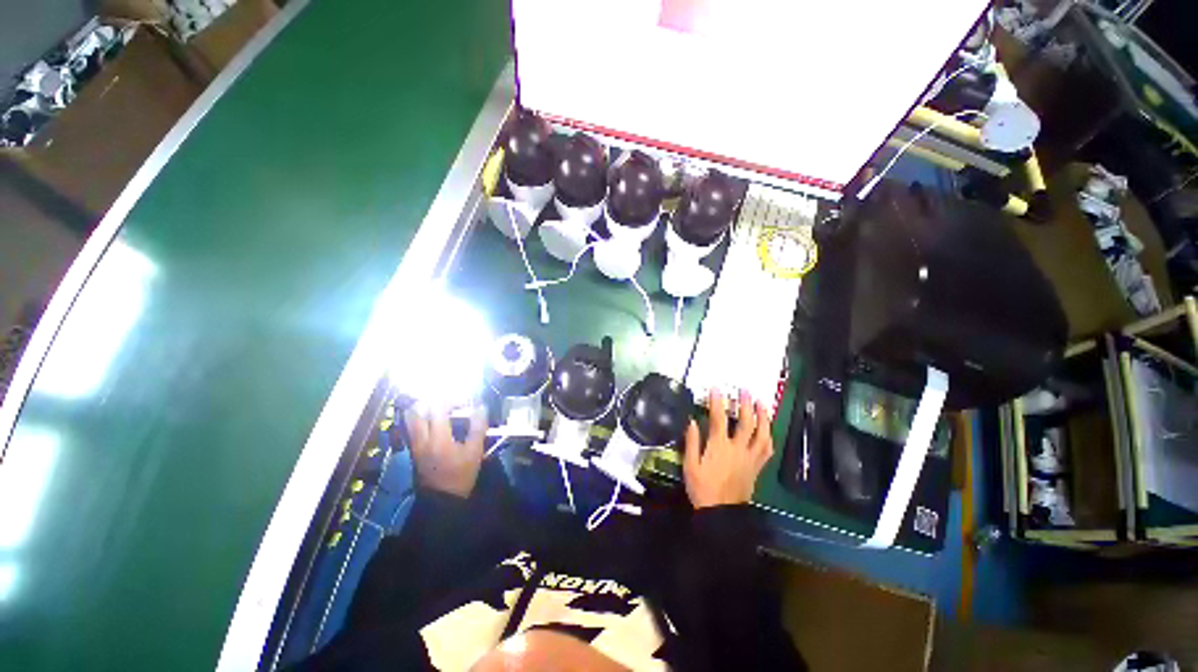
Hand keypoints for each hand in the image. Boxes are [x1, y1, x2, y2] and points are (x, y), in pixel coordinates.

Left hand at [404, 405, 487, 497]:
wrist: (441, 498)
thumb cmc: (460, 475)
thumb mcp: (474, 452)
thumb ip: (478, 427)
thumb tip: (481, 407)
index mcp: (438, 438)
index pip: (439, 407)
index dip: (452, 399)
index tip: (465, 402)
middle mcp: (422, 437)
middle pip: (420, 408)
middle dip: (436, 399)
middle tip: (451, 402)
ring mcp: (414, 443)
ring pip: (411, 416)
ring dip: (426, 406)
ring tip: (441, 408)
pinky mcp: (413, 447)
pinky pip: (411, 424)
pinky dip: (421, 416)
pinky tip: (434, 419)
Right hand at [683, 390, 773, 508]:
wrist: (721, 514)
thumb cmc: (702, 488)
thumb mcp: (690, 465)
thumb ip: (691, 442)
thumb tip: (692, 421)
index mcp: (719, 447)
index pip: (719, 419)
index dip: (717, 401)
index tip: (716, 388)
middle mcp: (737, 449)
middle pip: (745, 423)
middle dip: (745, 404)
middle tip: (745, 390)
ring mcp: (750, 458)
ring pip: (761, 434)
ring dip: (763, 417)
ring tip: (762, 403)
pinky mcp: (757, 467)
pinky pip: (767, 450)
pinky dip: (769, 437)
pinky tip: (768, 429)